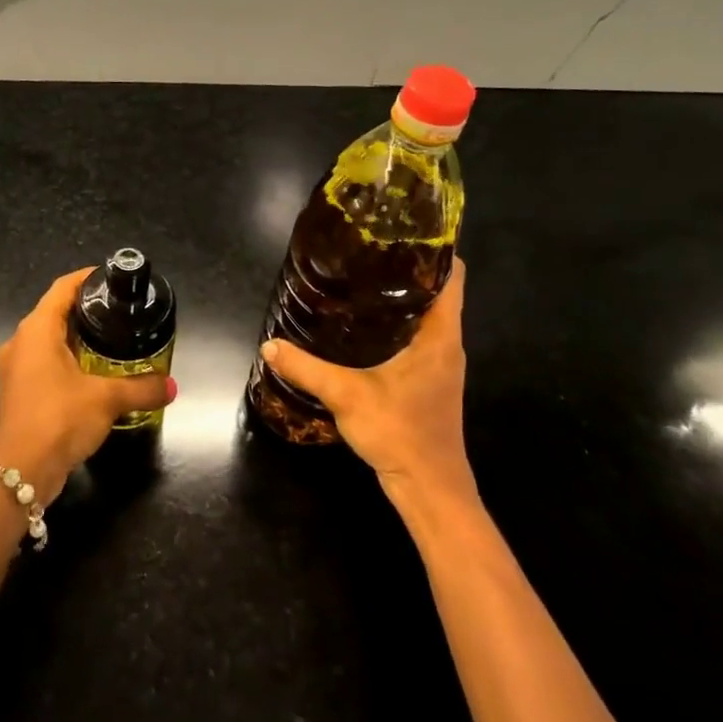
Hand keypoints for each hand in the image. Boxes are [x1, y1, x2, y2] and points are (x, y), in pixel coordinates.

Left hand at [0, 268, 175, 501]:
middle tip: (120, 312)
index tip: (112, 277)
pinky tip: (92, 375)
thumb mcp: (106, 399)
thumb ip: (141, 388)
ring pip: (48, 341)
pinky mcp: (18, 392)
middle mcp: (20, 343)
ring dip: (76, 338)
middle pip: (54, 312)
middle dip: (86, 310)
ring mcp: (15, 369)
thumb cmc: (59, 420)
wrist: (19, 472)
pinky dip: (67, 362)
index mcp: (36, 330)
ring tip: (111, 341)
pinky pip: (44, 364)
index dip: (87, 278)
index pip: (62, 288)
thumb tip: (172, 386)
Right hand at [258, 259, 477, 514]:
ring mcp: (440, 364)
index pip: (453, 276)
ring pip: (426, 316)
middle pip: (437, 292)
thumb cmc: (401, 433)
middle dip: (404, 270)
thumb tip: (269, 346)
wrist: (430, 489)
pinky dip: (395, 325)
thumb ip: (307, 369)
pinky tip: (361, 329)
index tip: (399, 233)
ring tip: (358, 282)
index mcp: (440, 335)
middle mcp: (447, 344)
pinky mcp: (429, 381)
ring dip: (399, 299)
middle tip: (363, 254)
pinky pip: (417, 338)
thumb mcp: (347, 396)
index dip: (433, 250)